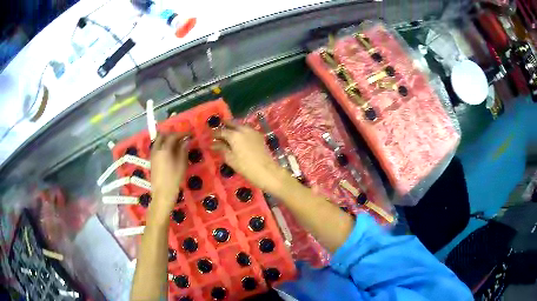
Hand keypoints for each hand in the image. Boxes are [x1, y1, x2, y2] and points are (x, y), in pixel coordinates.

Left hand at [150, 133, 188, 217]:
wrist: (162, 193)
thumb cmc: (174, 179)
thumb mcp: (182, 164)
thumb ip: (183, 150)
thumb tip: (186, 141)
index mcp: (164, 149)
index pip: (173, 136)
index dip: (181, 134)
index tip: (189, 134)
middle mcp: (156, 149)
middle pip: (163, 136)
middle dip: (172, 135)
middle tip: (181, 138)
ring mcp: (153, 155)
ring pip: (158, 141)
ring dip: (167, 139)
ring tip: (176, 144)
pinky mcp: (152, 160)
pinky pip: (157, 147)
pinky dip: (163, 145)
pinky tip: (170, 152)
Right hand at [212, 124, 289, 192]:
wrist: (266, 170)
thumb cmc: (245, 167)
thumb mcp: (230, 158)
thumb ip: (221, 148)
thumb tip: (212, 144)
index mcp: (234, 135)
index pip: (221, 131)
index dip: (215, 134)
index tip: (210, 136)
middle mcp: (243, 129)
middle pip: (232, 124)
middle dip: (224, 126)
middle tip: (219, 130)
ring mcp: (252, 131)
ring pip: (240, 125)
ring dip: (233, 127)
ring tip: (228, 133)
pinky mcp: (259, 135)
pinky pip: (247, 129)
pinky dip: (241, 130)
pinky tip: (239, 136)